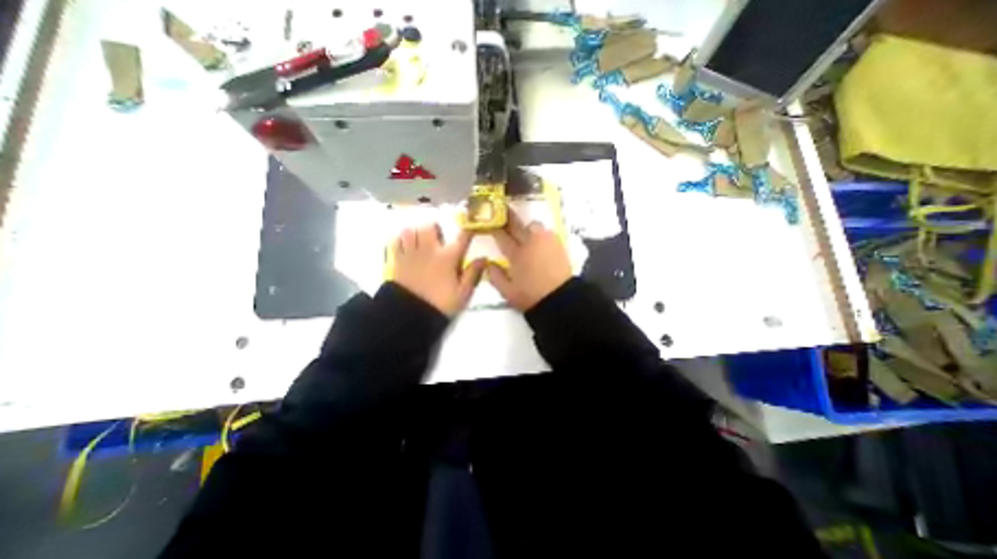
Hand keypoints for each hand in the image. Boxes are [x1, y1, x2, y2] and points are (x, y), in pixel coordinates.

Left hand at [392, 222, 485, 317]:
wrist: (412, 315)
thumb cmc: (441, 304)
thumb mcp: (463, 293)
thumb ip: (473, 273)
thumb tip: (484, 258)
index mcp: (448, 257)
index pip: (461, 238)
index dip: (468, 229)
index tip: (471, 227)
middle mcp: (429, 250)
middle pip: (430, 227)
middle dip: (436, 228)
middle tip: (439, 237)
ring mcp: (411, 254)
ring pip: (411, 231)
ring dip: (417, 232)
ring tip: (421, 241)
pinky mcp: (398, 261)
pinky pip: (396, 242)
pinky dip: (401, 240)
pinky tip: (406, 246)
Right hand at [488, 211, 572, 312]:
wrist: (560, 299)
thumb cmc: (531, 296)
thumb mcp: (507, 292)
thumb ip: (495, 276)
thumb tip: (488, 263)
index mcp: (516, 255)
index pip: (501, 236)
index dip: (494, 226)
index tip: (489, 219)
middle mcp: (530, 243)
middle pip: (517, 225)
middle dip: (508, 216)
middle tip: (503, 209)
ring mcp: (545, 242)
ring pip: (533, 225)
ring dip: (526, 227)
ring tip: (526, 235)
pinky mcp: (558, 244)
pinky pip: (546, 232)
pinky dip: (540, 234)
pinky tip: (540, 242)